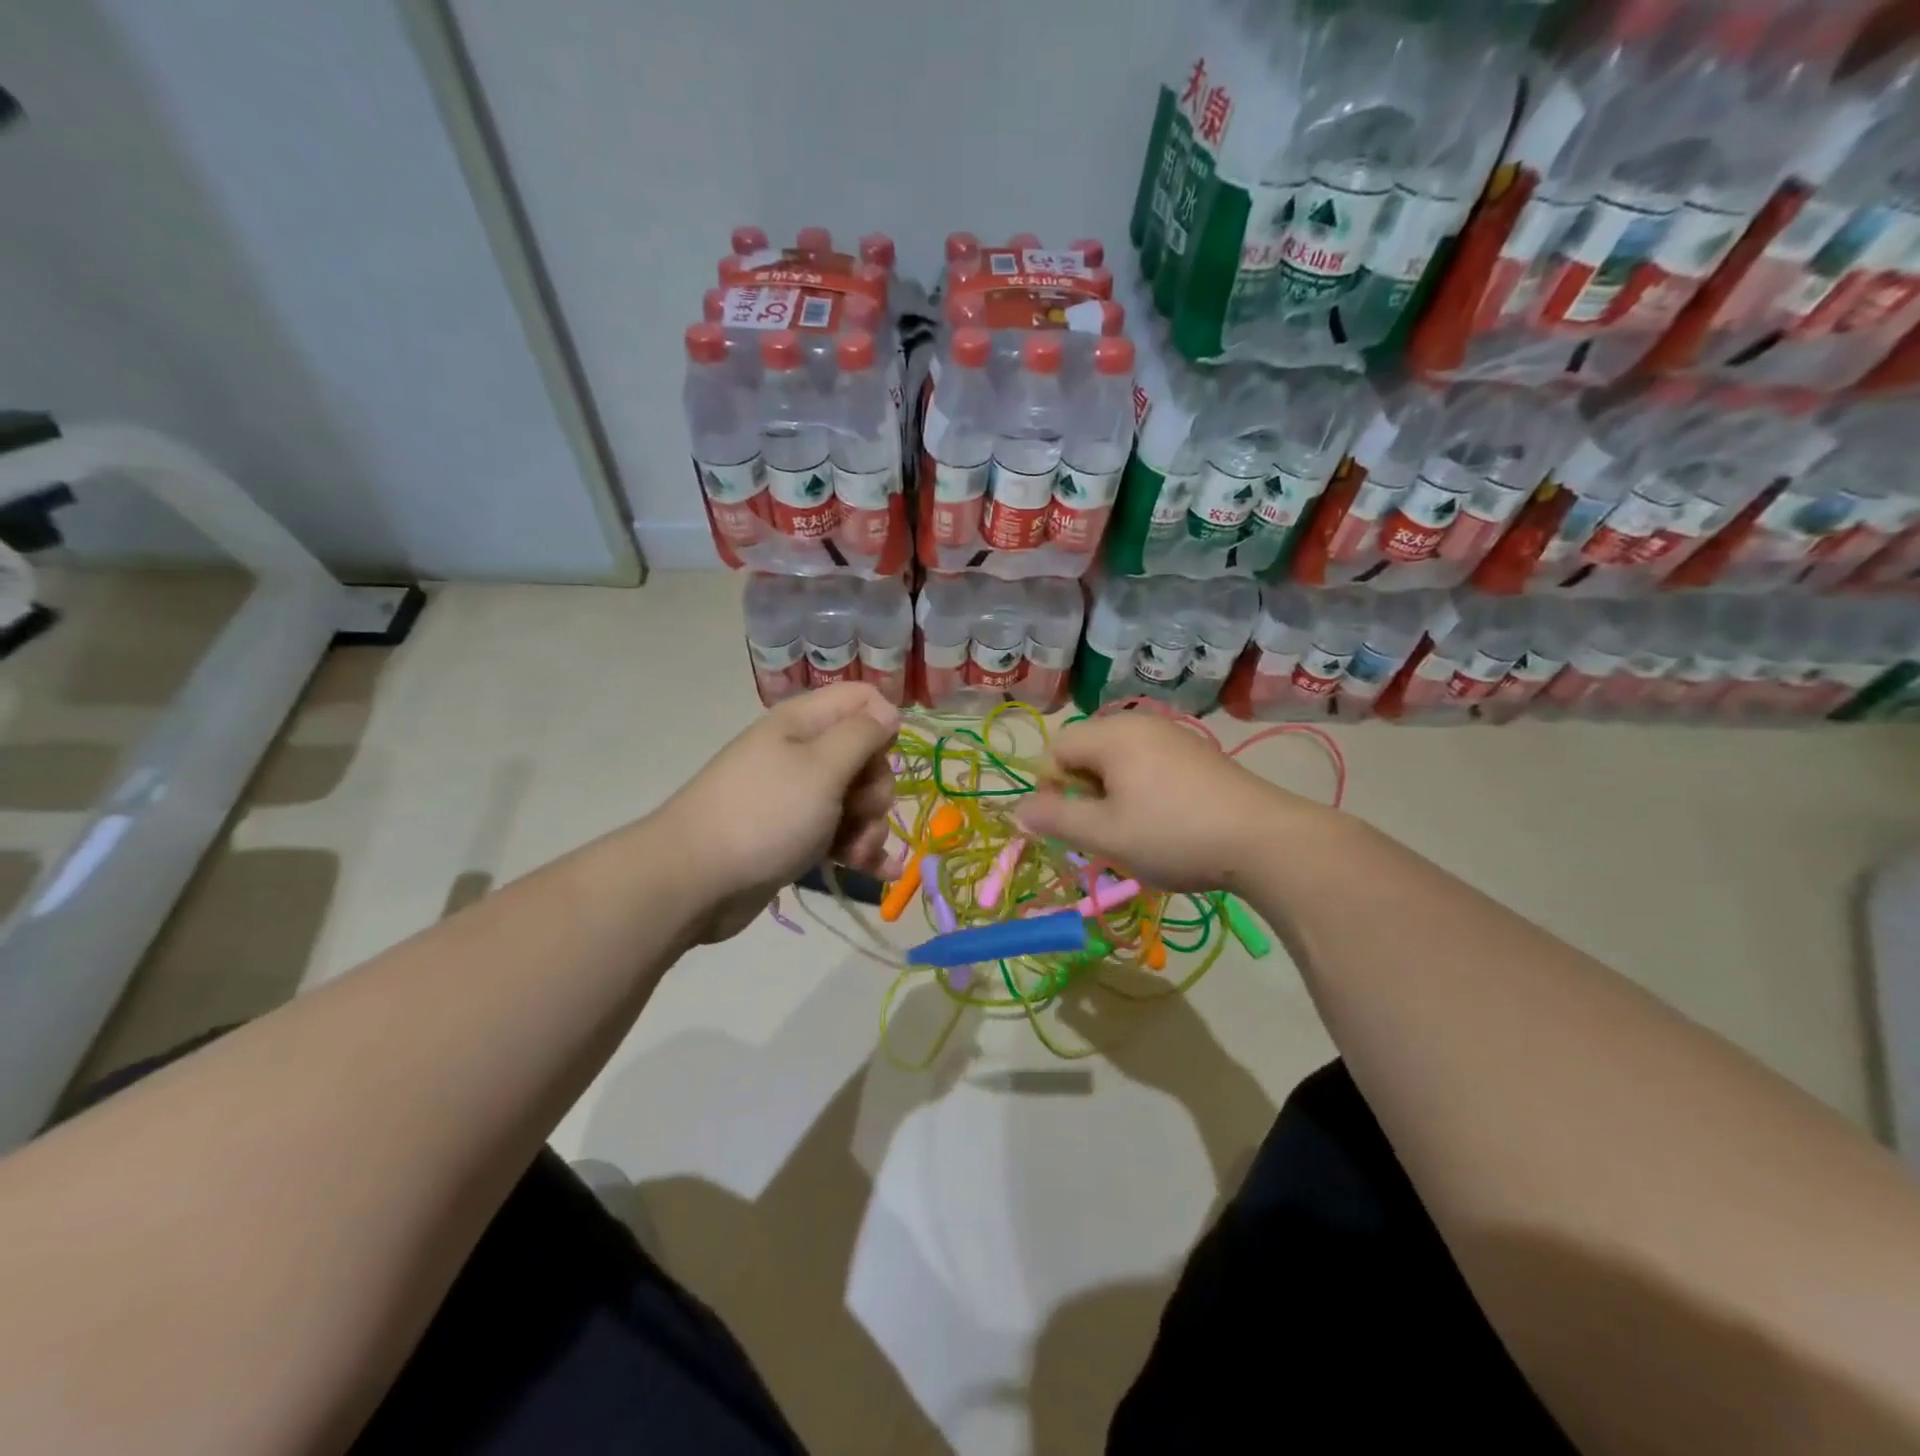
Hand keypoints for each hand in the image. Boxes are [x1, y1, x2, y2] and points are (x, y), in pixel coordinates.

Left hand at [661, 683, 903, 942]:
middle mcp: (802, 754)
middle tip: (861, 812)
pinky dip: (861, 850)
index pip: (861, 699)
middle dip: (876, 788)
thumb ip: (861, 734)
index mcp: (803, 724)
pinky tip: (883, 872)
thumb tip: (889, 710)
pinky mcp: (796, 837)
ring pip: (856, 801)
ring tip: (857, 854)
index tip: (886, 755)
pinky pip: (841, 835)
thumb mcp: (821, 768)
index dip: (883, 722)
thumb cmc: (764, 815)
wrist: (695, 881)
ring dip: (870, 827)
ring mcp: (798, 798)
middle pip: (865, 756)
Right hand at [1015, 713, 1324, 892]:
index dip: (1048, 789)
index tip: (1066, 826)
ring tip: (1130, 831)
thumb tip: (1016, 810)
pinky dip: (1140, 790)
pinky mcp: (1197, 754)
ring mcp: (1173, 736)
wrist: (1265, 840)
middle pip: (1086, 752)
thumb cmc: (1173, 835)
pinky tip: (1163, 822)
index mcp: (1112, 735)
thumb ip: (1055, 819)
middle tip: (1099, 832)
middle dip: (1081, 792)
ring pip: (1118, 761)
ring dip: (1110, 794)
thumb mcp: (1105, 835)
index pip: (1055, 750)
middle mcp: (1139, 724)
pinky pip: (1148, 764)